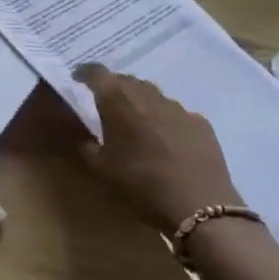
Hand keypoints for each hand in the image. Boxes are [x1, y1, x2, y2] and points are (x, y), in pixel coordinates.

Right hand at [73, 66, 241, 234]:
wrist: (199, 207)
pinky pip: (177, 113)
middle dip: (113, 87)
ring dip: (140, 102)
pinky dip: (165, 119)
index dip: (85, 72)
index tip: (77, 79)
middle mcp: (148, 96)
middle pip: (126, 80)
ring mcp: (178, 108)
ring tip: (136, 121)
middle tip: (105, 104)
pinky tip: (167, 139)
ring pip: (152, 94)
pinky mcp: (201, 124)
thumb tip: (82, 133)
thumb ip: (85, 145)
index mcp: (118, 102)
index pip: (97, 73)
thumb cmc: (140, 185)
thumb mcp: (100, 169)